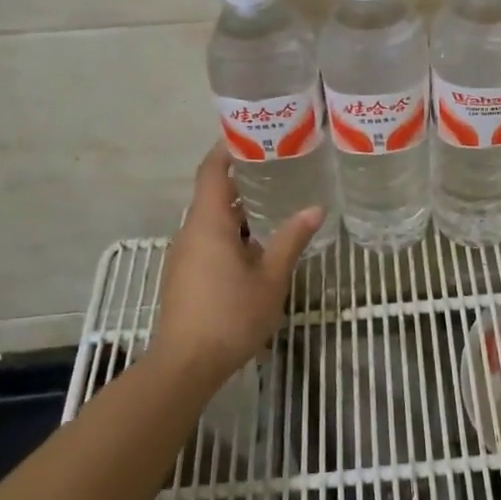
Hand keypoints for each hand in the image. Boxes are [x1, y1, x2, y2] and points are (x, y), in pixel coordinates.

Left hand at [151, 145, 323, 388]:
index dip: (227, 148)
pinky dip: (232, 230)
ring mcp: (185, 254)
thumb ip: (291, 239)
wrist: (185, 365)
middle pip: (213, 193)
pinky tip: (258, 243)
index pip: (212, 171)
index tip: (252, 133)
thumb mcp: (271, 278)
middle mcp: (191, 231)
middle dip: (242, 177)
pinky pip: (209, 239)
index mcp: (208, 223)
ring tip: (275, 200)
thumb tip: (315, 207)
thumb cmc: (230, 316)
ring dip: (239, 207)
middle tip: (278, 164)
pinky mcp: (185, 275)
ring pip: (212, 219)